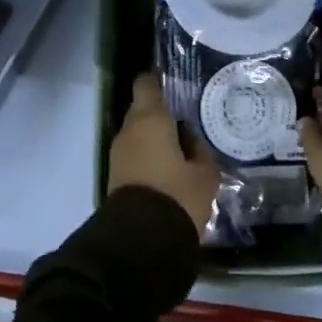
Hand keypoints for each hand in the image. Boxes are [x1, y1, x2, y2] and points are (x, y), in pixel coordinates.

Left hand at [109, 73, 219, 236]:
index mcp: (150, 118)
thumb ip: (199, 149)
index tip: (176, 83)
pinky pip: (136, 155)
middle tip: (189, 123)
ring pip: (139, 134)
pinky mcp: (116, 176)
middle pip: (144, 110)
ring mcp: (118, 153)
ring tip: (183, 150)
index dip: (160, 79)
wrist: (141, 242)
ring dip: (157, 138)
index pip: (147, 83)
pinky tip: (171, 169)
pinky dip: (150, 156)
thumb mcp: (204, 173)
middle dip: (163, 115)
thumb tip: (190, 138)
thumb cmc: (177, 196)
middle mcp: (128, 130)